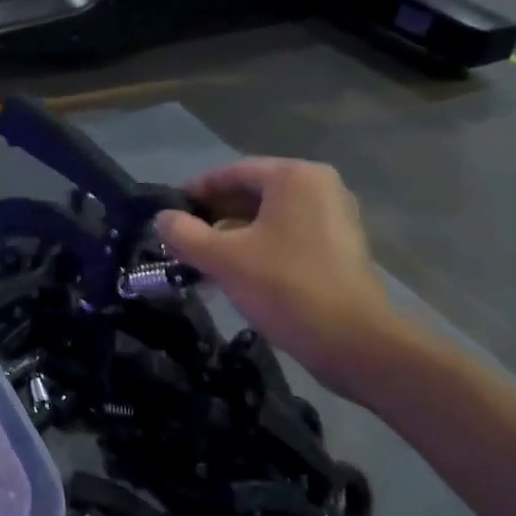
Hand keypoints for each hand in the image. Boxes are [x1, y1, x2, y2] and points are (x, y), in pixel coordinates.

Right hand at [156, 160, 401, 394]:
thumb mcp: (223, 259)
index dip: (195, 192)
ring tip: (201, 260)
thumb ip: (184, 234)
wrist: (353, 342)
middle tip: (182, 240)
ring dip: (233, 234)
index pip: (231, 173)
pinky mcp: (340, 246)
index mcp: (293, 177)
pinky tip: (234, 272)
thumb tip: (162, 218)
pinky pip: (287, 234)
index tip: (169, 214)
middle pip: (251, 193)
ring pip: (268, 216)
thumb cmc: (285, 287)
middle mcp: (319, 186)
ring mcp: (334, 216)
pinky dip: (258, 246)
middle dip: (213, 216)